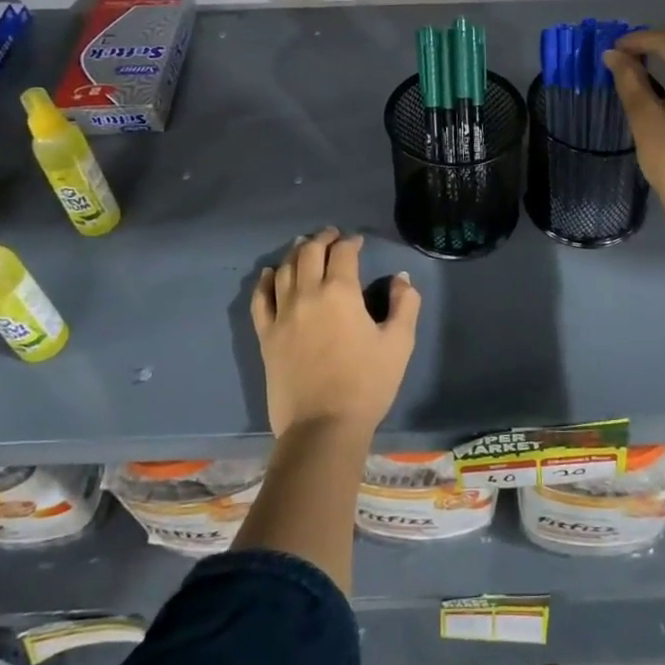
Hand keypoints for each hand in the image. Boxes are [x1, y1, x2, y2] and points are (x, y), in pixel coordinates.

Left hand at [251, 228, 419, 438]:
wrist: (322, 427)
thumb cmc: (366, 384)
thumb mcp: (399, 344)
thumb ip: (404, 305)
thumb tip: (401, 279)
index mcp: (340, 292)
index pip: (343, 253)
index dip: (351, 242)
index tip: (357, 242)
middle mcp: (307, 294)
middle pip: (309, 253)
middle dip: (322, 239)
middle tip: (331, 236)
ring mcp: (282, 314)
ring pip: (285, 269)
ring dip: (296, 252)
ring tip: (303, 246)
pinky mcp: (266, 335)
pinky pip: (260, 299)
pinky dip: (266, 280)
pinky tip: (271, 273)